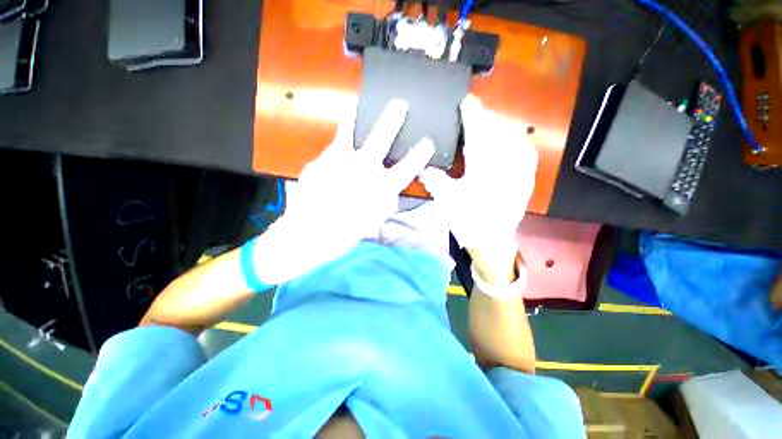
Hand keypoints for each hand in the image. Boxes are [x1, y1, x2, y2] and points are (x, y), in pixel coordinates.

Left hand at [254, 100, 434, 284]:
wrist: (310, 232)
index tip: (428, 142)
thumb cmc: (348, 231)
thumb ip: (387, 201)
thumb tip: (391, 190)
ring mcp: (339, 160)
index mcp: (381, 186)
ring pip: (349, 131)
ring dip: (355, 118)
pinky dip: (336, 149)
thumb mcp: (375, 219)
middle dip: (393, 119)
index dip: (420, 154)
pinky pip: (331, 149)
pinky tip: (336, 155)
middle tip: (399, 104)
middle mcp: (363, 168)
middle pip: (381, 138)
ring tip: (356, 108)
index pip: (408, 167)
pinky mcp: (320, 160)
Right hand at [420, 95, 537, 282]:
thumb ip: (434, 179)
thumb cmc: (468, 221)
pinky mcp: (527, 175)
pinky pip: (522, 148)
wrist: (493, 242)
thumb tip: (421, 166)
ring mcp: (521, 167)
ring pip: (511, 135)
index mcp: (484, 165)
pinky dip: (511, 140)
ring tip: (483, 129)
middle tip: (470, 117)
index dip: (471, 113)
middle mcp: (506, 161)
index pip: (478, 129)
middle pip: (496, 128)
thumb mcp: (446, 200)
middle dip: (483, 119)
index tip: (465, 101)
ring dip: (496, 128)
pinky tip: (502, 143)